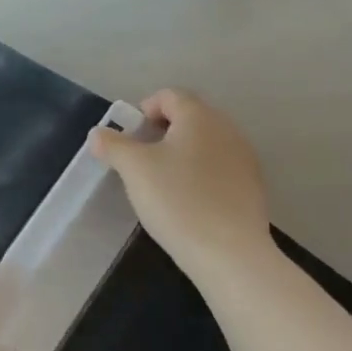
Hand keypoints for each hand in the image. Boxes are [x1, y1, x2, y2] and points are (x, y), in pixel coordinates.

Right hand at [89, 89, 276, 283]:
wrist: (230, 254)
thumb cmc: (177, 200)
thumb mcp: (133, 169)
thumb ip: (112, 145)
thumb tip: (99, 133)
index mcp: (199, 116)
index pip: (168, 96)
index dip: (143, 111)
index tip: (129, 141)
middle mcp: (227, 129)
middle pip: (188, 117)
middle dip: (160, 133)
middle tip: (140, 161)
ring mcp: (244, 158)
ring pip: (204, 144)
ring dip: (180, 155)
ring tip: (161, 184)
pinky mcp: (252, 187)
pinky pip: (218, 168)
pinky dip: (199, 175)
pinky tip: (187, 202)